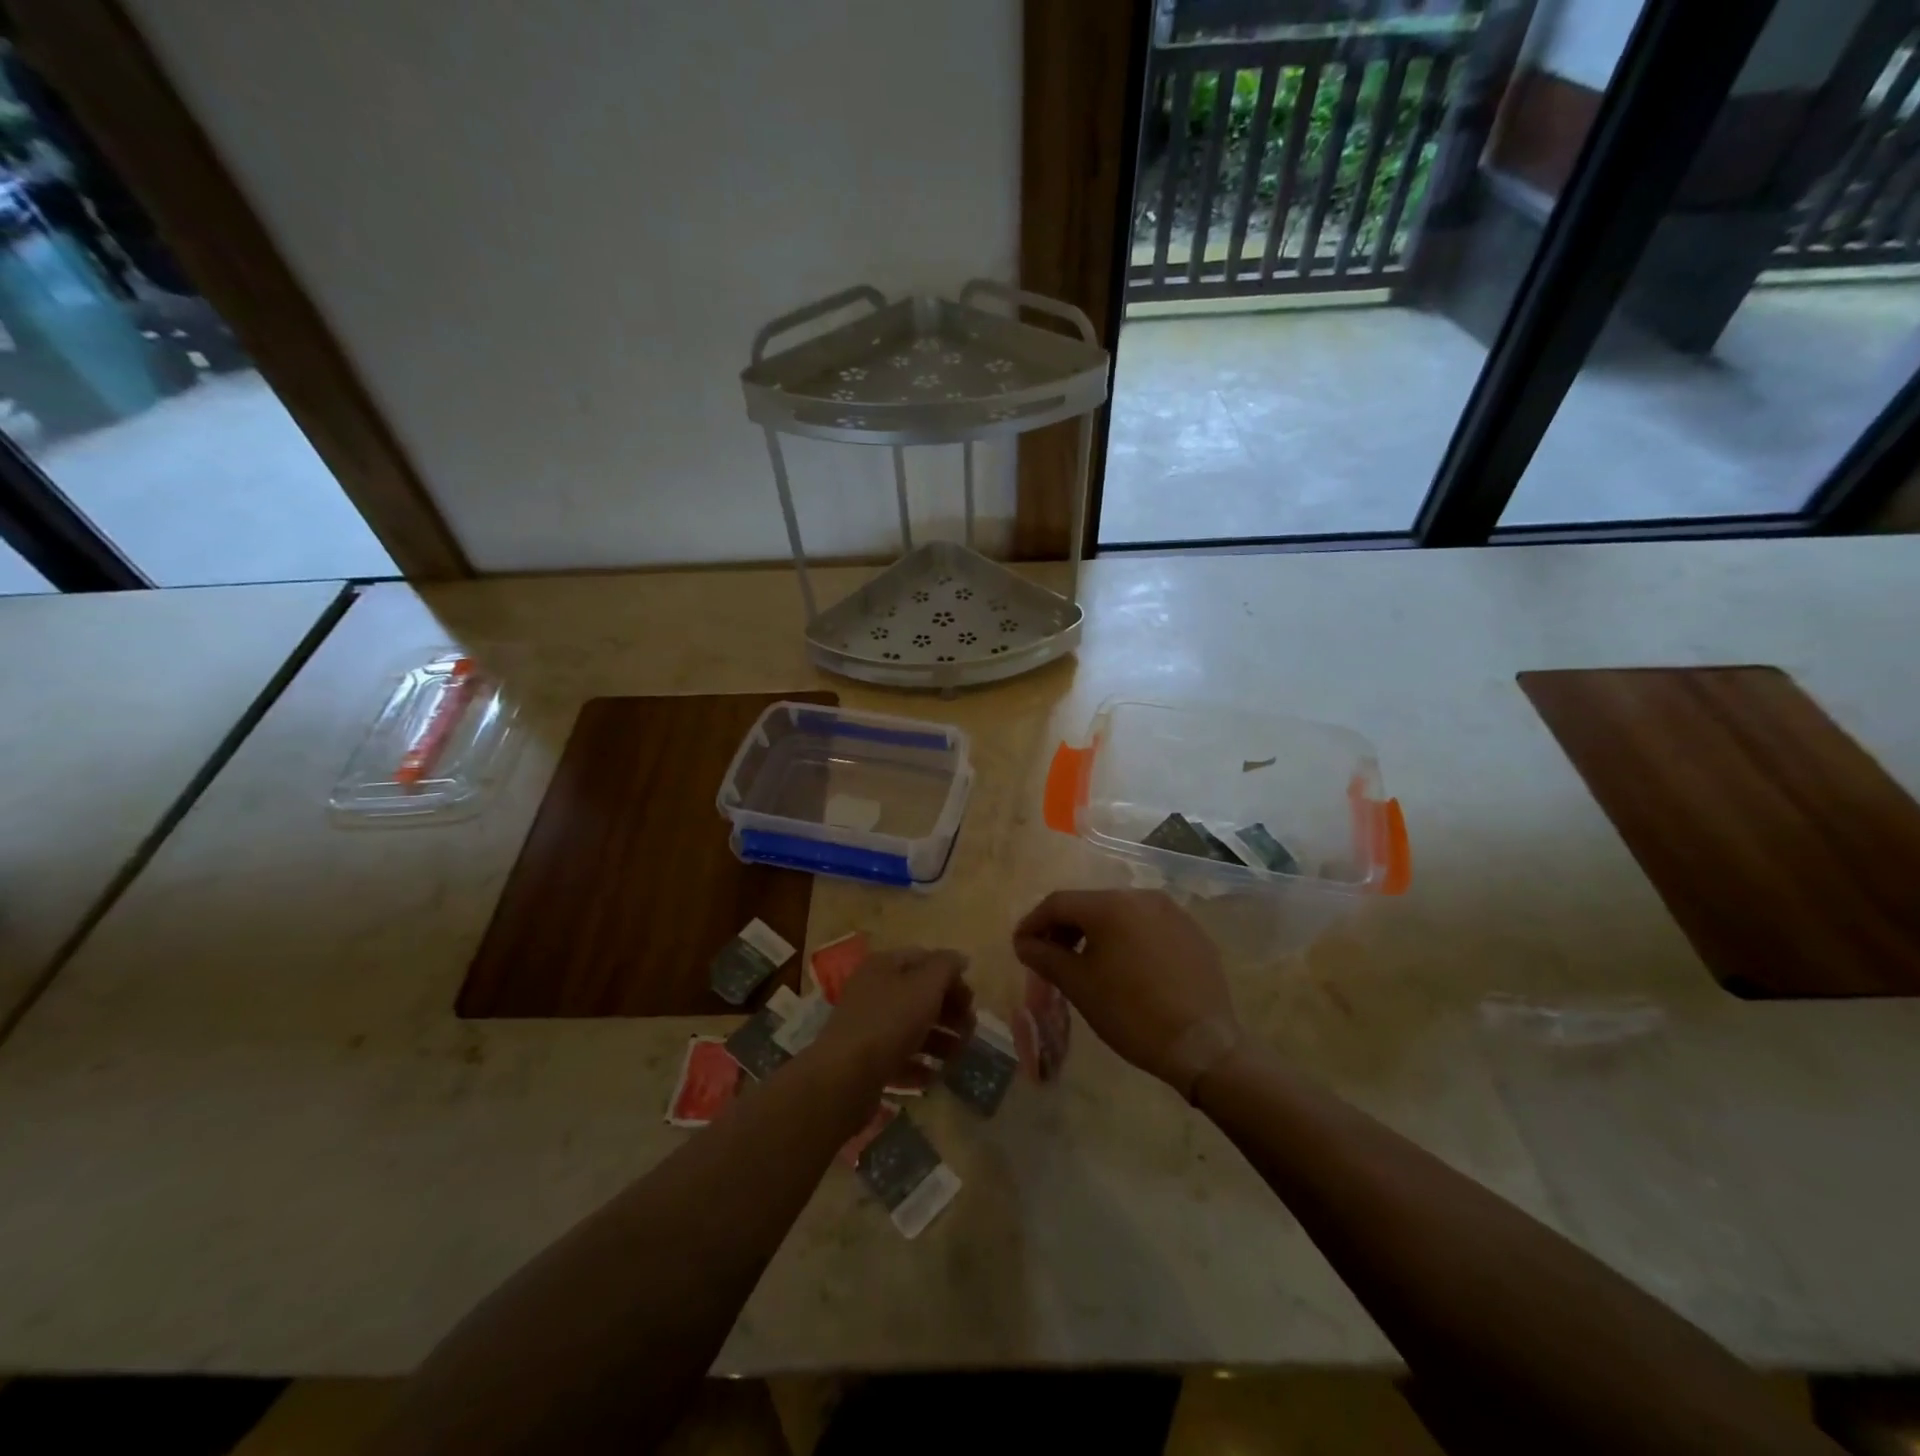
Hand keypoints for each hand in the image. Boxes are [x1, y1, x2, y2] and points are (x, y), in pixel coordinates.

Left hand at [809, 947, 973, 1094]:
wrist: (844, 1076)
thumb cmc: (889, 1022)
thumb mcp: (925, 986)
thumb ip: (946, 967)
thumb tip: (960, 957)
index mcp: (884, 965)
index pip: (925, 960)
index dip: (951, 976)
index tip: (972, 1000)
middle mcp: (873, 990)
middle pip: (920, 995)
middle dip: (949, 1011)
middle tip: (970, 1031)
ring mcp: (868, 1026)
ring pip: (912, 1027)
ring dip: (940, 1040)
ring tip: (958, 1057)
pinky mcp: (866, 1060)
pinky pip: (899, 1057)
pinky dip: (919, 1064)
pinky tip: (934, 1075)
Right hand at [1012, 890, 1236, 1095]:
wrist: (1203, 1045)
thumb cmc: (1131, 1013)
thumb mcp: (1079, 986)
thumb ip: (1045, 957)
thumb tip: (1024, 943)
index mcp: (1111, 905)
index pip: (1058, 903)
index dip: (1033, 922)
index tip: (1020, 946)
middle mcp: (1141, 897)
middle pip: (1090, 905)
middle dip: (1064, 928)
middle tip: (1048, 956)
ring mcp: (1172, 912)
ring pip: (1120, 914)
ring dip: (1095, 933)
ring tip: (1084, 963)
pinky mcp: (1192, 932)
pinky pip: (1147, 927)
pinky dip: (1127, 940)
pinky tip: (1124, 968)